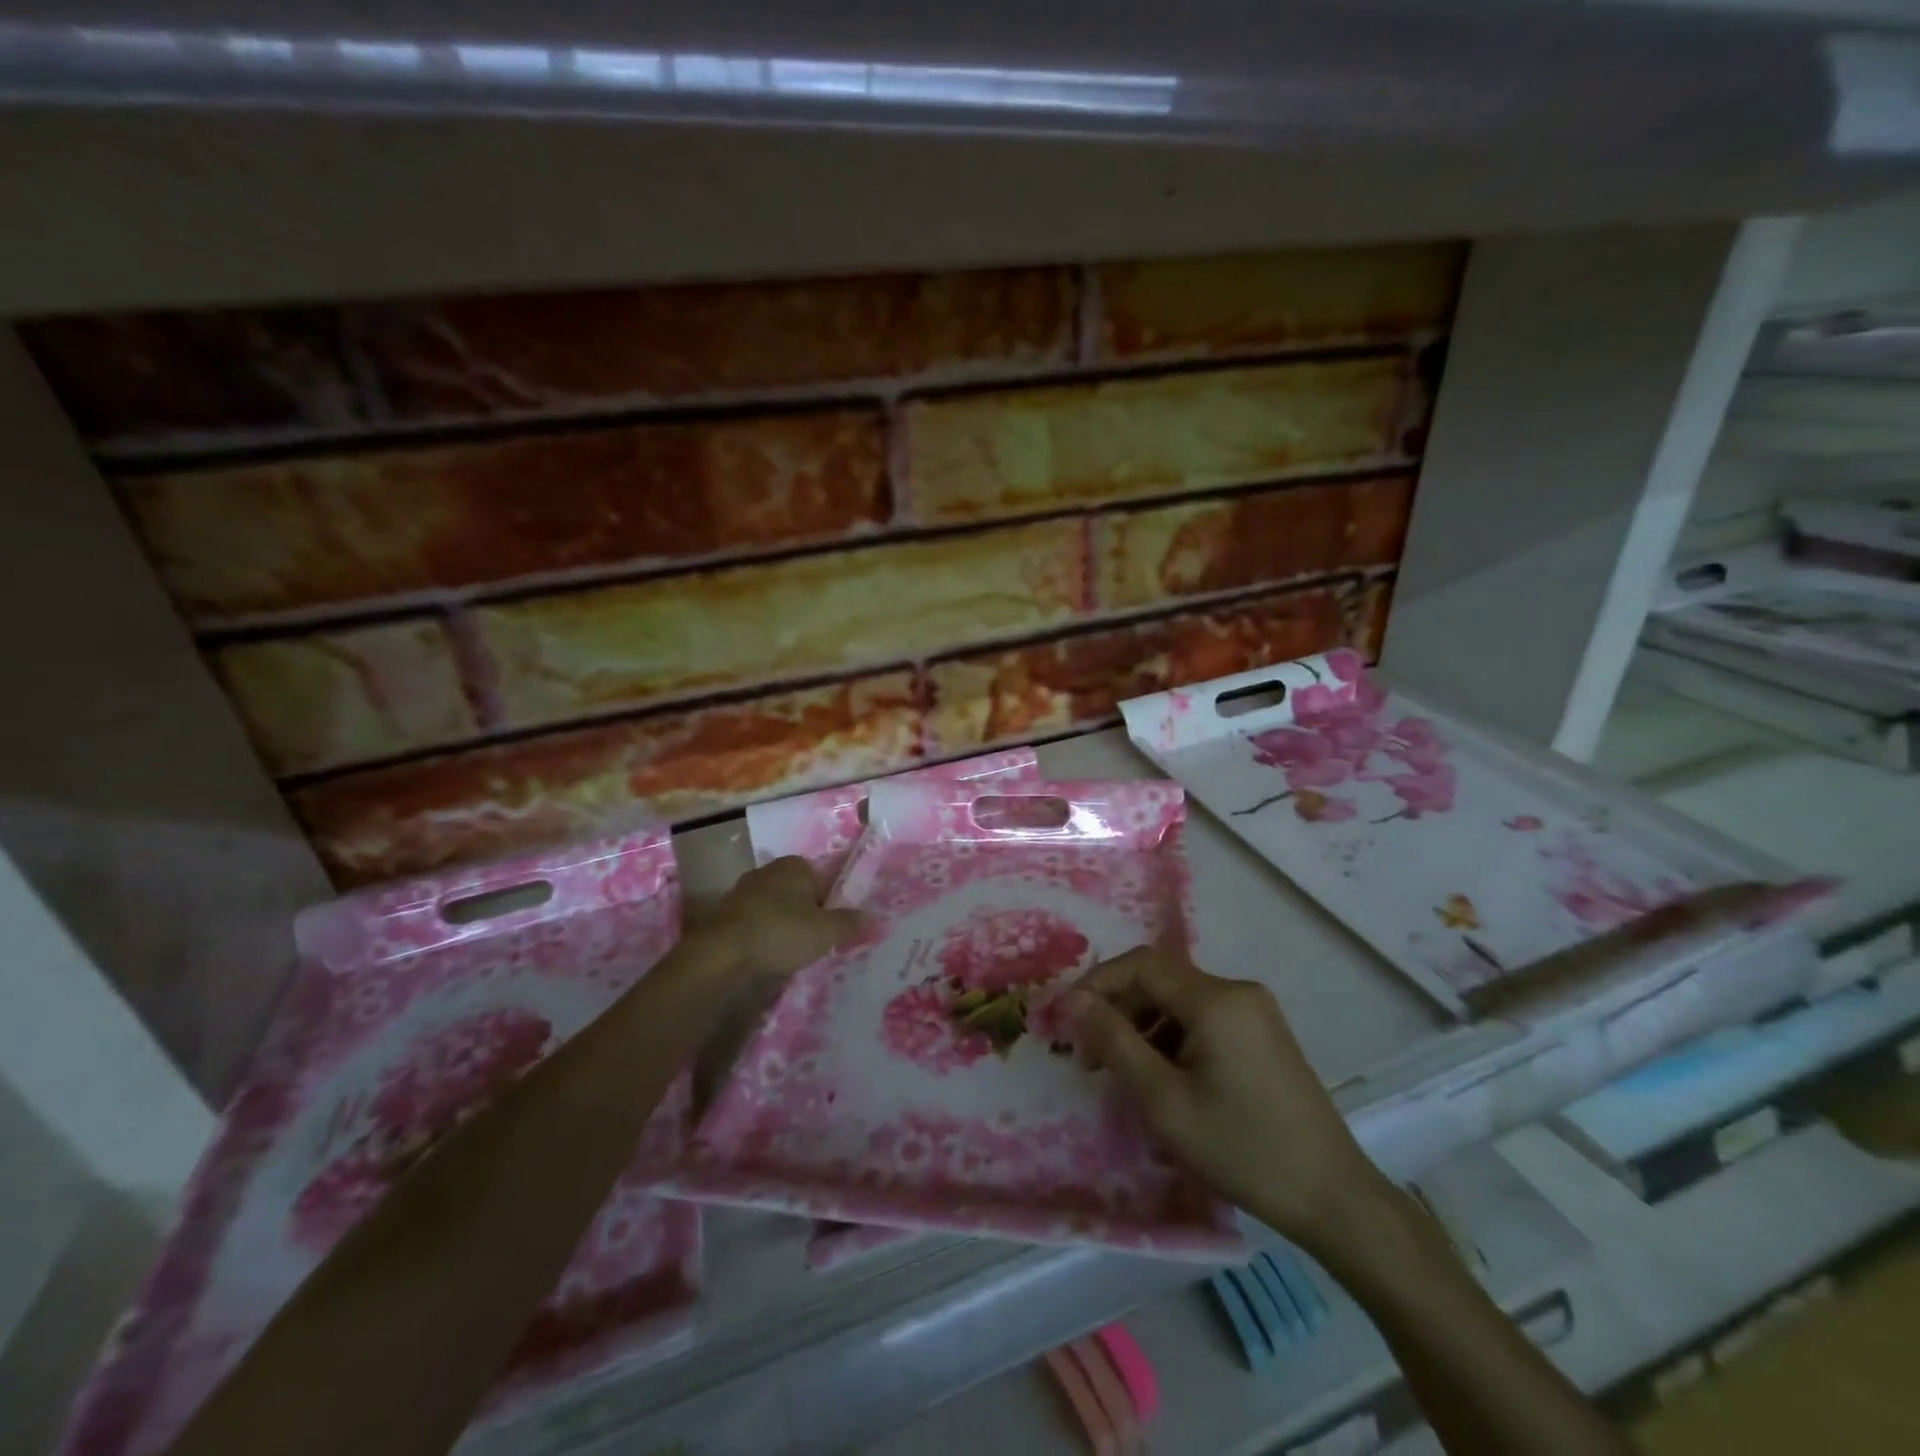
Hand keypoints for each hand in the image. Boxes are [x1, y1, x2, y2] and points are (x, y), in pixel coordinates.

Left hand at [706, 856, 862, 979]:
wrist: (722, 950)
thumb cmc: (781, 931)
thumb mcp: (825, 932)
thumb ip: (850, 924)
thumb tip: (874, 918)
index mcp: (796, 865)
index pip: (822, 880)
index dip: (829, 904)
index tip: (829, 929)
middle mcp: (769, 870)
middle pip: (798, 893)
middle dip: (805, 914)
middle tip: (813, 942)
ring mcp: (744, 889)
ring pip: (775, 907)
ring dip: (782, 925)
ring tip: (788, 952)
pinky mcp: (725, 911)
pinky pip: (754, 921)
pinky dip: (762, 934)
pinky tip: (765, 954)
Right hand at [1069, 946, 1389, 1250]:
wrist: (1333, 1197)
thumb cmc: (1242, 1149)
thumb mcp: (1166, 1101)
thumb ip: (1116, 1043)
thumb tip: (1075, 1001)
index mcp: (1216, 1000)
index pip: (1142, 964)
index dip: (1098, 982)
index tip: (1069, 1019)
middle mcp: (1237, 991)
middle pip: (1161, 979)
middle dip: (1119, 1008)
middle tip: (1090, 1055)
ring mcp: (1255, 1011)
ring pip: (1180, 999)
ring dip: (1143, 1024)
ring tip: (1122, 1071)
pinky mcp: (1263, 1033)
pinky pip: (1203, 1017)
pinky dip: (1172, 1036)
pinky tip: (1163, 1075)